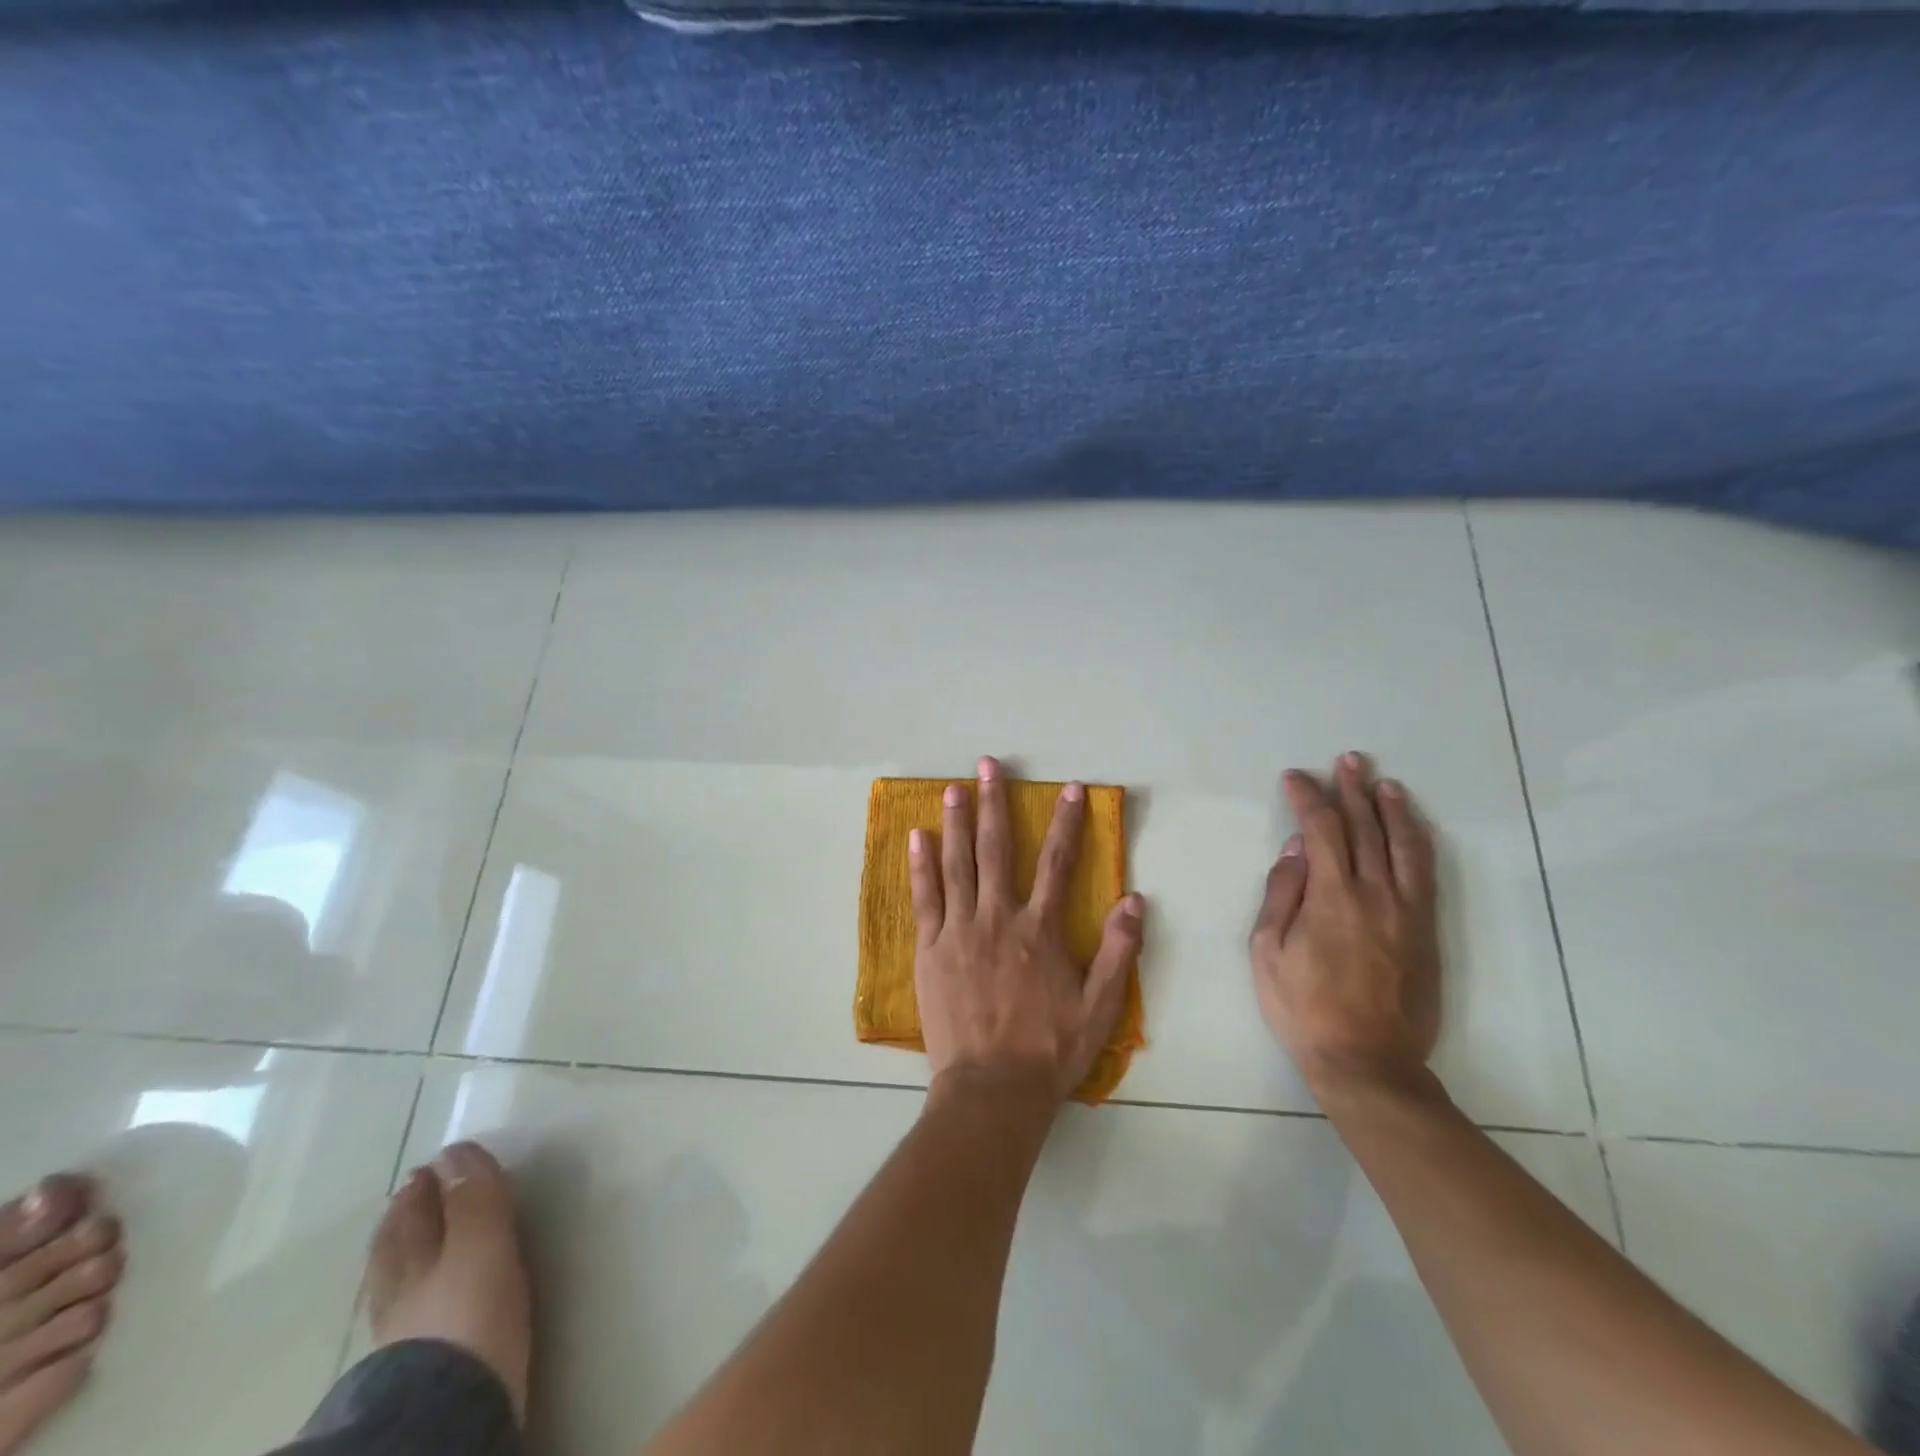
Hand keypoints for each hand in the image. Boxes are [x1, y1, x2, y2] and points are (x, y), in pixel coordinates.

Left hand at [911, 757, 1145, 1107]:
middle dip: (994, 803)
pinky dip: (920, 866)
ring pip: (957, 864)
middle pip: (996, 849)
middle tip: (988, 765)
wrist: (991, 1090)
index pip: (1057, 862)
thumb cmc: (1049, 1051)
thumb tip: (1134, 898)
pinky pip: (924, 898)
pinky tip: (916, 838)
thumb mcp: (1100, 1008)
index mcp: (1040, 930)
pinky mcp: (930, 949)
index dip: (1066, 822)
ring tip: (953, 788)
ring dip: (955, 822)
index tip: (1068, 788)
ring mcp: (959, 931)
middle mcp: (998, 918)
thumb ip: (1119, 951)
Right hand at [1249, 753, 1440, 1099]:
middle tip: (1347, 761)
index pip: (1322, 830)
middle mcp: (1375, 894)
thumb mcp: (1267, 951)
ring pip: (1402, 846)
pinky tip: (1411, 829)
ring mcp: (1406, 911)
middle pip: (1365, 828)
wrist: (1367, 1060)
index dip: (1308, 798)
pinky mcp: (1425, 930)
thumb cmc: (1303, 1006)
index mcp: (1332, 896)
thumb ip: (1282, 895)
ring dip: (1392, 809)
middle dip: (1353, 790)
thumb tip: (1296, 850)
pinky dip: (1417, 843)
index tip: (1295, 777)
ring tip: (1383, 782)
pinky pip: (1424, 874)